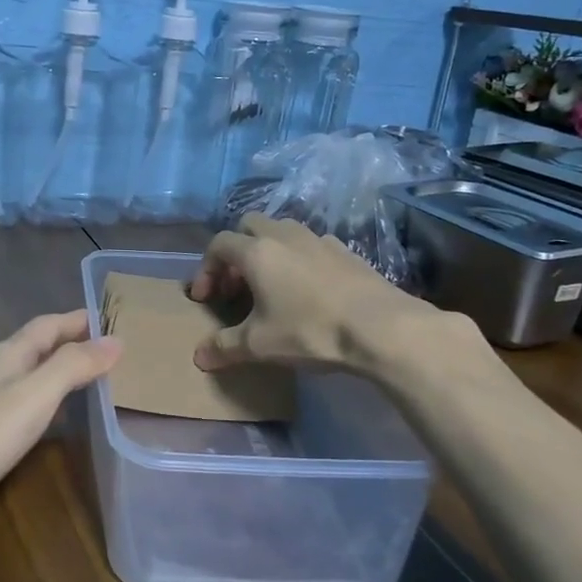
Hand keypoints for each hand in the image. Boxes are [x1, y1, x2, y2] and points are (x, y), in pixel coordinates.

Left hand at [0, 310, 119, 527]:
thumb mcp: (34, 397)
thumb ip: (72, 366)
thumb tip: (115, 340)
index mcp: (8, 354)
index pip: (49, 324)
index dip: (79, 319)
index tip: (113, 317)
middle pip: (38, 345)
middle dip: (72, 342)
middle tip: (112, 349)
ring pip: (29, 372)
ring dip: (58, 369)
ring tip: (91, 378)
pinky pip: (20, 399)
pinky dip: (44, 398)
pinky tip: (52, 416)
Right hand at [187, 214, 455, 372]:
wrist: (382, 328)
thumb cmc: (310, 331)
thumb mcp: (260, 345)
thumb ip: (225, 347)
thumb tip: (200, 356)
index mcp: (257, 252)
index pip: (219, 244)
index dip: (205, 268)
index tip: (205, 298)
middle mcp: (285, 236)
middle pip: (249, 225)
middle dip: (236, 251)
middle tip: (237, 285)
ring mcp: (319, 240)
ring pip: (282, 231)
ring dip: (269, 251)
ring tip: (271, 285)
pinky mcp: (346, 251)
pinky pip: (311, 245)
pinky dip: (299, 259)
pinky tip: (308, 289)